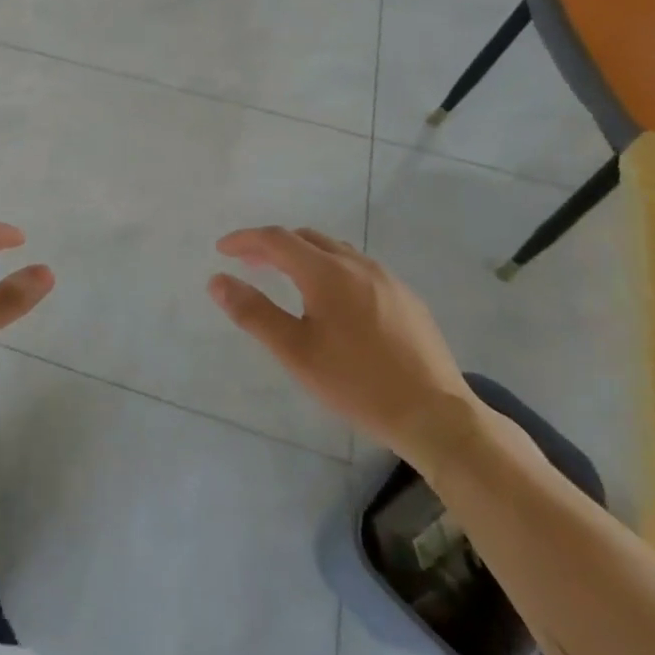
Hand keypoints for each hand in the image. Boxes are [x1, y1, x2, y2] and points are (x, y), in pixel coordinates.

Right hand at [209, 227, 473, 465]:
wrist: (437, 416)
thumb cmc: (358, 383)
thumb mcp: (295, 352)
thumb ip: (253, 312)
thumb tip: (217, 280)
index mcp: (326, 272)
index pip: (276, 239)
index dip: (245, 240)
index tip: (222, 249)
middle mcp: (357, 264)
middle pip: (305, 238)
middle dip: (272, 245)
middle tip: (249, 264)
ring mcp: (387, 279)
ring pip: (334, 250)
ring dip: (303, 255)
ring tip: (287, 278)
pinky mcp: (406, 297)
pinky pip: (359, 268)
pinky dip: (332, 269)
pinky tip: (334, 300)